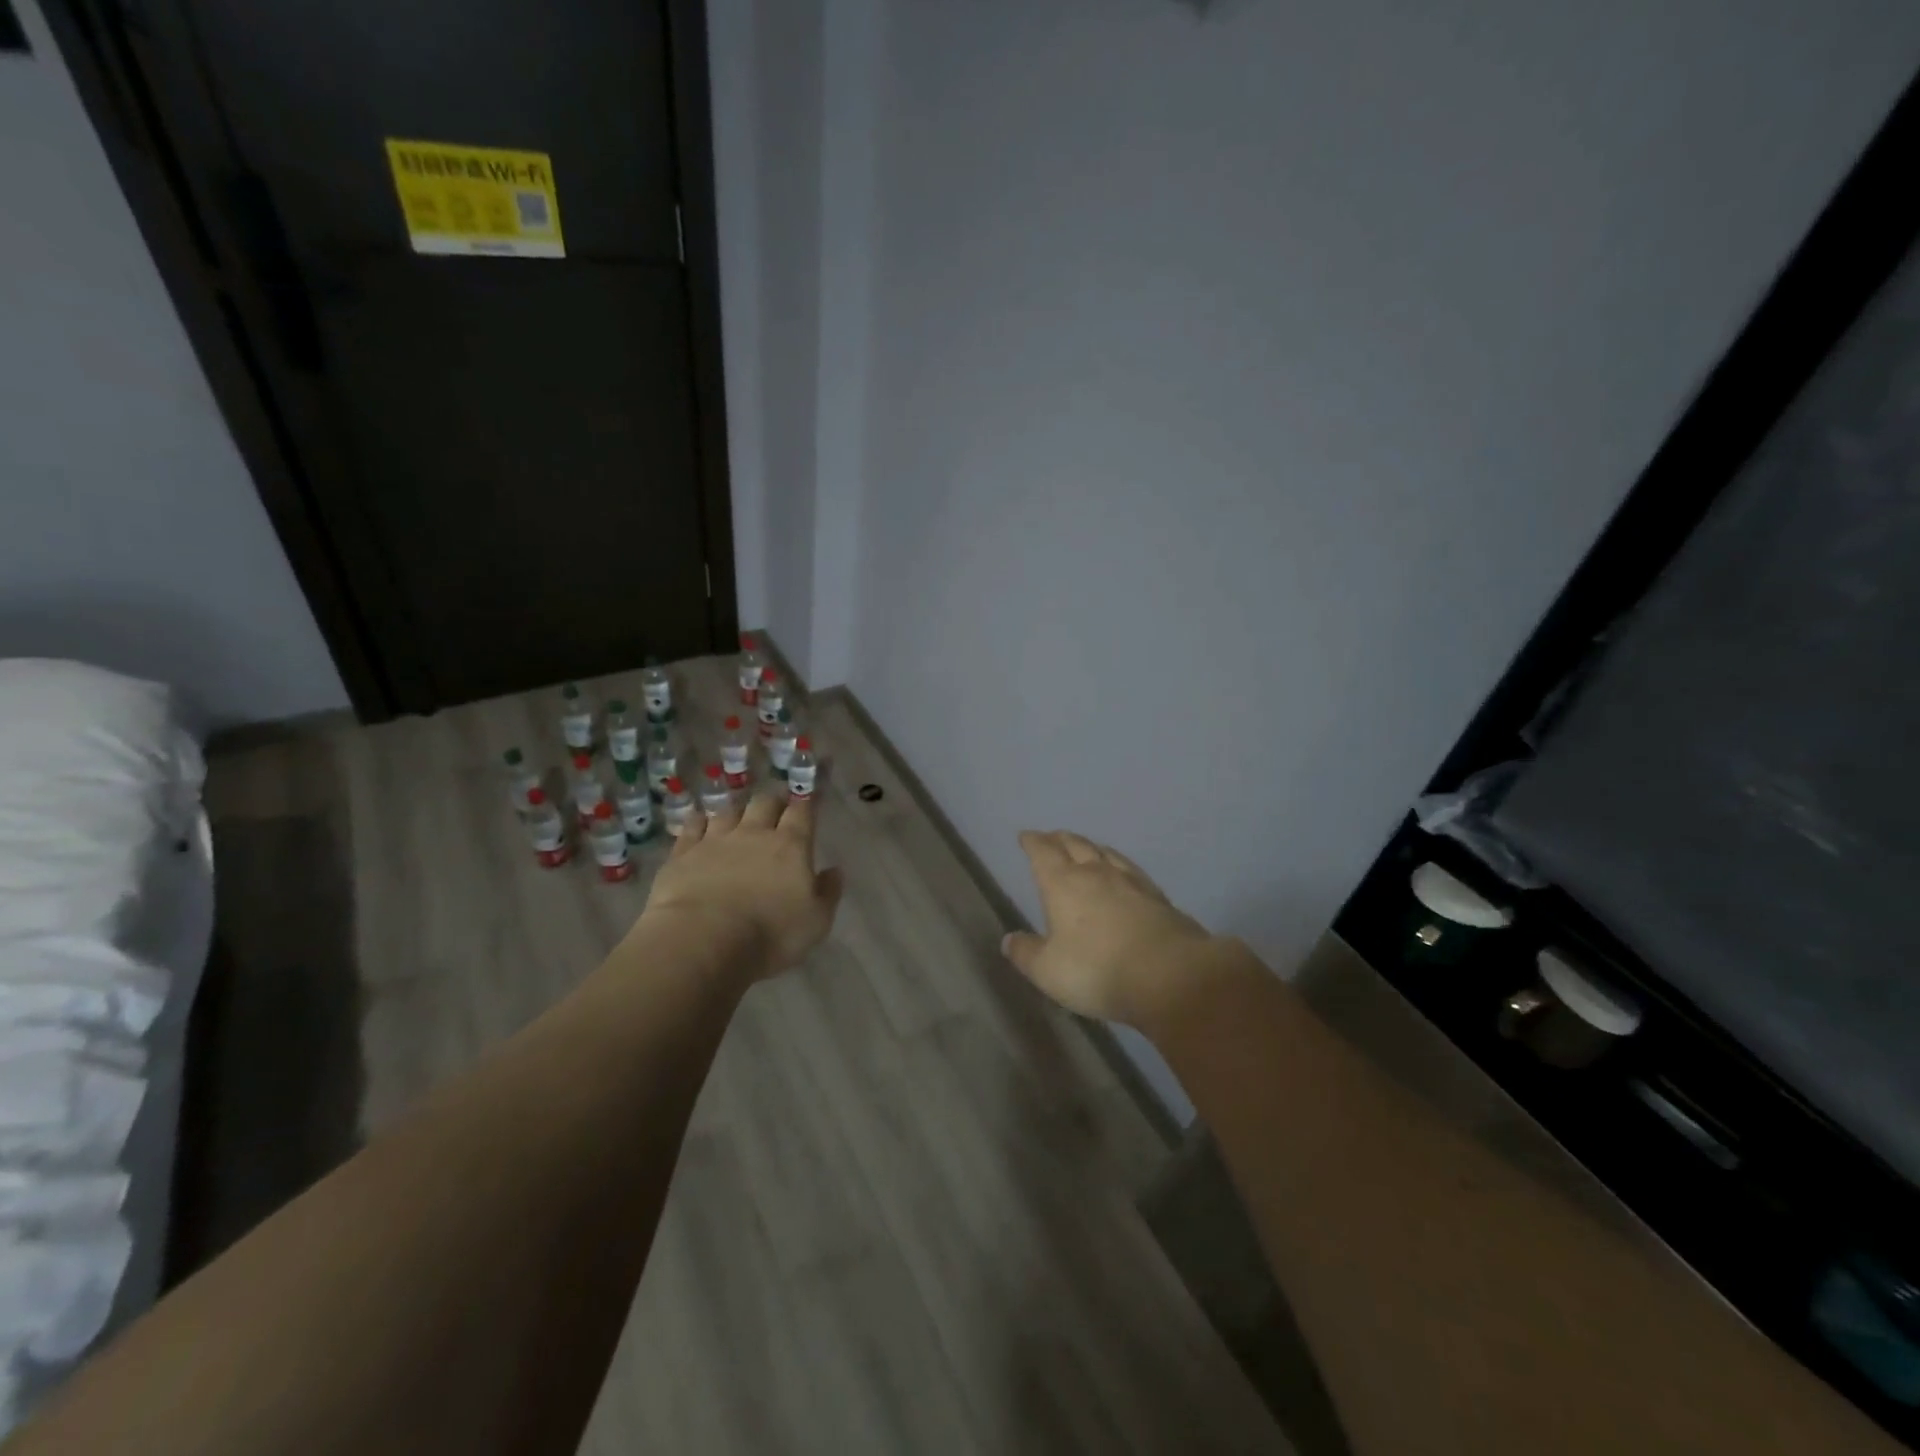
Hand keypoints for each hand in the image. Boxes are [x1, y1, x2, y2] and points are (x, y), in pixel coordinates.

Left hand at [639, 793, 843, 981]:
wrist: (703, 941)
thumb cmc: (769, 934)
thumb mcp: (816, 922)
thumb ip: (828, 892)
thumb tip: (834, 870)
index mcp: (790, 846)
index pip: (802, 813)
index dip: (806, 804)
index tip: (808, 803)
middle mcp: (754, 834)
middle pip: (765, 803)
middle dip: (773, 801)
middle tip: (776, 807)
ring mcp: (715, 840)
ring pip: (729, 811)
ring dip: (737, 811)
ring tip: (739, 816)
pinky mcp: (683, 853)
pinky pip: (692, 827)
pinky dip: (699, 822)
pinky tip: (699, 822)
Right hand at [1001, 830, 1214, 1027]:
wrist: (1170, 975)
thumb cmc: (1098, 970)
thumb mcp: (1049, 971)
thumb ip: (1026, 954)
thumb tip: (1008, 939)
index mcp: (1063, 884)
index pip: (1043, 853)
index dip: (1033, 842)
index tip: (1026, 836)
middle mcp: (1096, 873)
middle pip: (1075, 845)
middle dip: (1060, 839)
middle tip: (1052, 837)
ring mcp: (1130, 882)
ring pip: (1105, 853)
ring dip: (1090, 847)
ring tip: (1085, 847)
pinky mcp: (1157, 896)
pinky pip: (1131, 869)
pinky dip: (1118, 864)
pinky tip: (1123, 872)